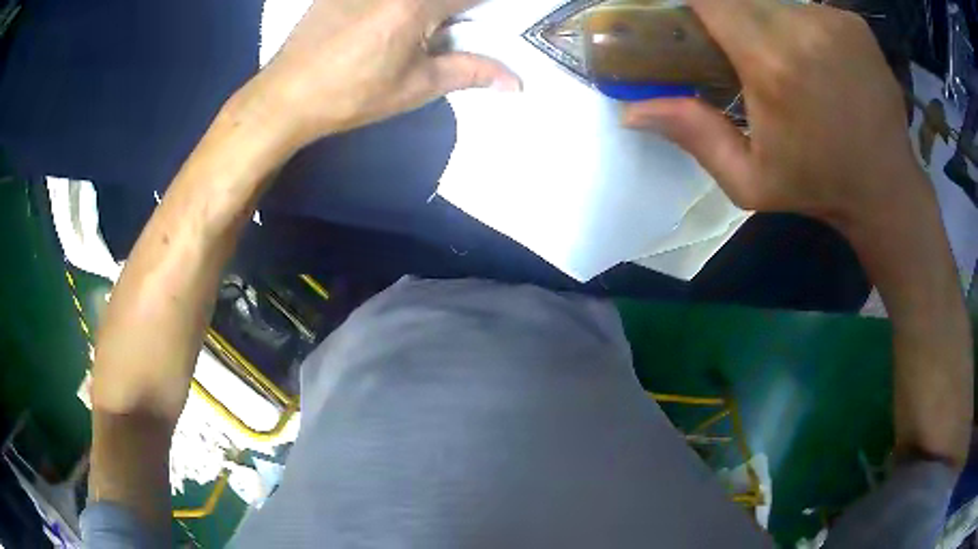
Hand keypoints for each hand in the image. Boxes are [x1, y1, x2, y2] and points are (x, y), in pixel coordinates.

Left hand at [246, 0, 518, 148]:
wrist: (285, 97)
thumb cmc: (352, 95)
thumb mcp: (416, 86)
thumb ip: (470, 72)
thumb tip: (515, 82)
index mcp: (417, 4)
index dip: (485, 5)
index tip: (484, 16)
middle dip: (452, 9)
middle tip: (442, 31)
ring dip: (424, 10)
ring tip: (419, 32)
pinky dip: (393, 6)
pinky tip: (380, 25)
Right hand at [623, 0, 927, 232]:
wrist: (886, 189)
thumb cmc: (819, 187)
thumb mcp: (750, 180)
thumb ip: (693, 135)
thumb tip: (631, 112)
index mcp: (770, 63)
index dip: (693, 2)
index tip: (689, 16)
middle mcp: (801, 27)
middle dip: (729, 14)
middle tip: (738, 48)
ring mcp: (832, 20)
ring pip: (775, 1)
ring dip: (766, 19)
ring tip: (783, 59)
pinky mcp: (853, 22)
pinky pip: (808, 7)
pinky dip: (800, 23)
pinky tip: (815, 57)